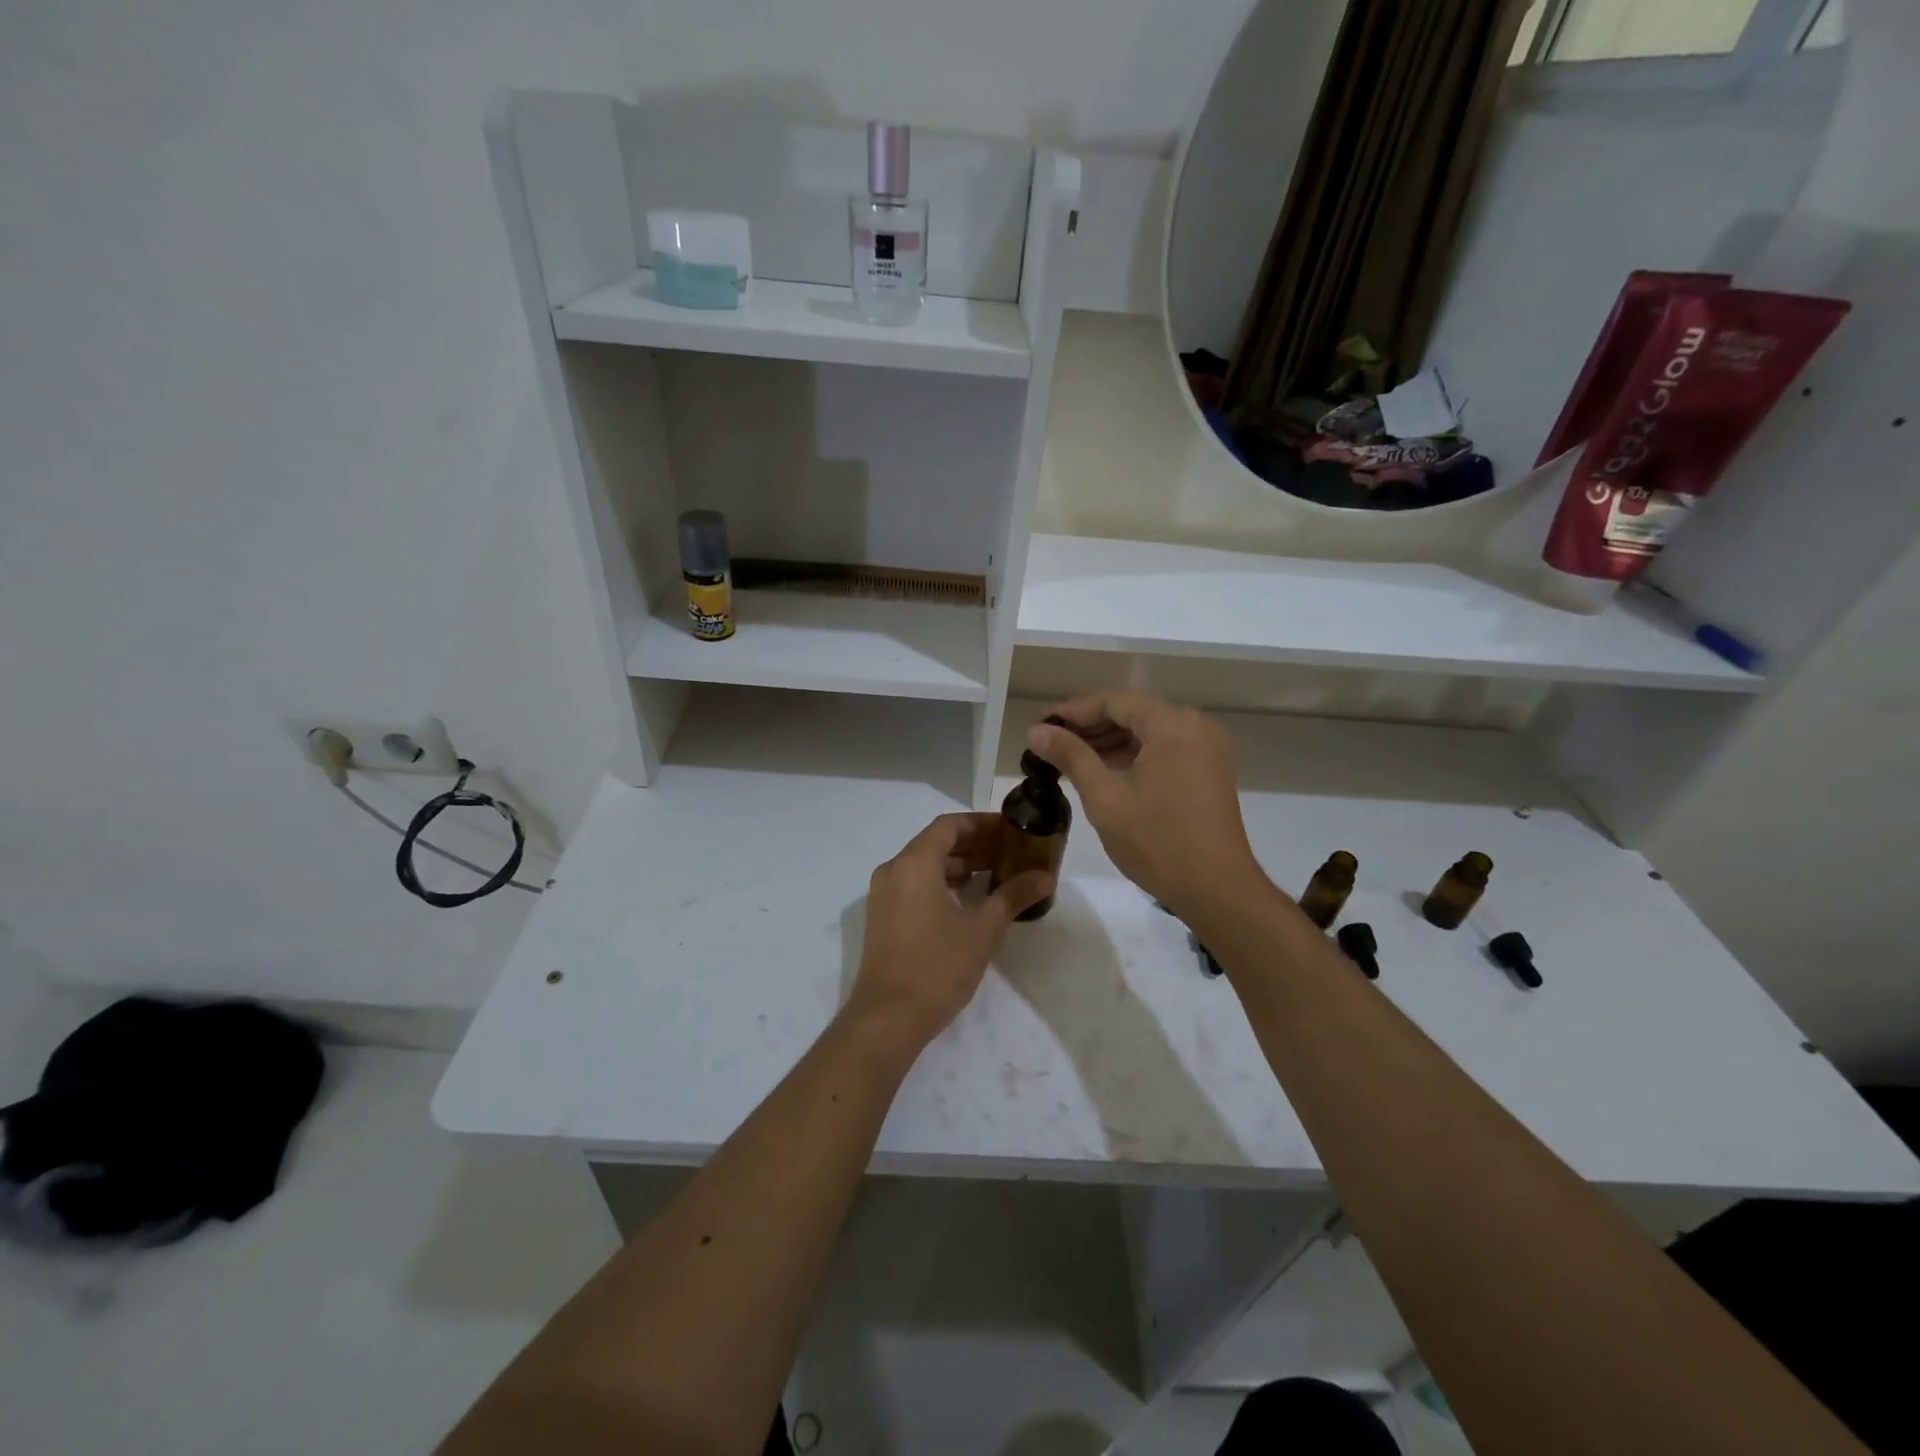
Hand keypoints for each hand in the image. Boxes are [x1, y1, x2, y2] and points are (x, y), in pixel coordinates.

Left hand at [845, 814, 1054, 1052]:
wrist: (888, 1018)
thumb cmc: (937, 966)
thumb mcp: (983, 930)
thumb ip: (1013, 896)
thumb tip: (1046, 876)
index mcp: (914, 863)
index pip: (949, 825)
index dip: (981, 823)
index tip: (1010, 830)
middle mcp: (893, 870)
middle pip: (935, 842)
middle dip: (972, 844)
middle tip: (1008, 852)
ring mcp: (883, 895)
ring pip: (923, 864)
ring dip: (957, 864)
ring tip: (992, 874)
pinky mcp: (882, 918)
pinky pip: (913, 884)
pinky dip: (940, 882)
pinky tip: (965, 900)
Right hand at [1028, 689, 1263, 921]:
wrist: (1218, 890)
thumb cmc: (1158, 843)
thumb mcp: (1105, 799)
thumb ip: (1071, 757)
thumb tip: (1036, 731)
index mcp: (1172, 725)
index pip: (1113, 700)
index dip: (1073, 711)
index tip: (1040, 727)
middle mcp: (1195, 725)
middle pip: (1132, 711)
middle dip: (1089, 726)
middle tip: (1049, 744)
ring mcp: (1206, 747)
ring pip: (1148, 730)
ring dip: (1109, 740)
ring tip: (1069, 758)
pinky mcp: (1209, 768)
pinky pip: (1164, 747)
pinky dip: (1133, 754)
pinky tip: (1103, 770)